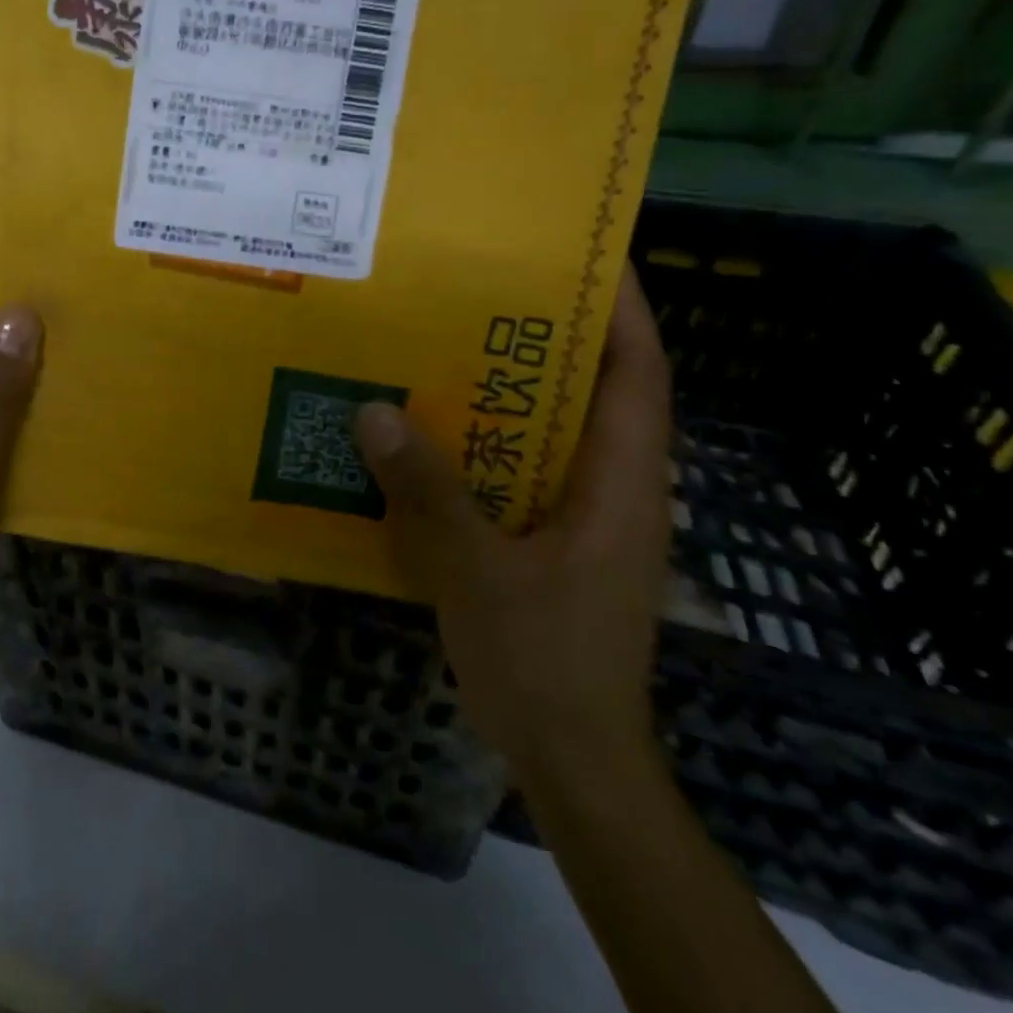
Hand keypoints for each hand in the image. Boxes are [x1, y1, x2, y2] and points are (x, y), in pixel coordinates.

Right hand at [355, 267, 673, 784]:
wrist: (572, 758)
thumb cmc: (544, 661)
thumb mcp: (476, 572)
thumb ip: (428, 492)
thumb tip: (374, 411)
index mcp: (623, 483)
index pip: (638, 374)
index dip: (621, 309)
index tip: (582, 253)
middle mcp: (615, 488)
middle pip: (594, 390)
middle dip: (549, 334)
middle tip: (483, 288)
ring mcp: (585, 518)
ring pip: (551, 430)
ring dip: (509, 388)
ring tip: (444, 345)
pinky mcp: (554, 541)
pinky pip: (519, 469)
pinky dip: (484, 442)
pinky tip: (427, 434)